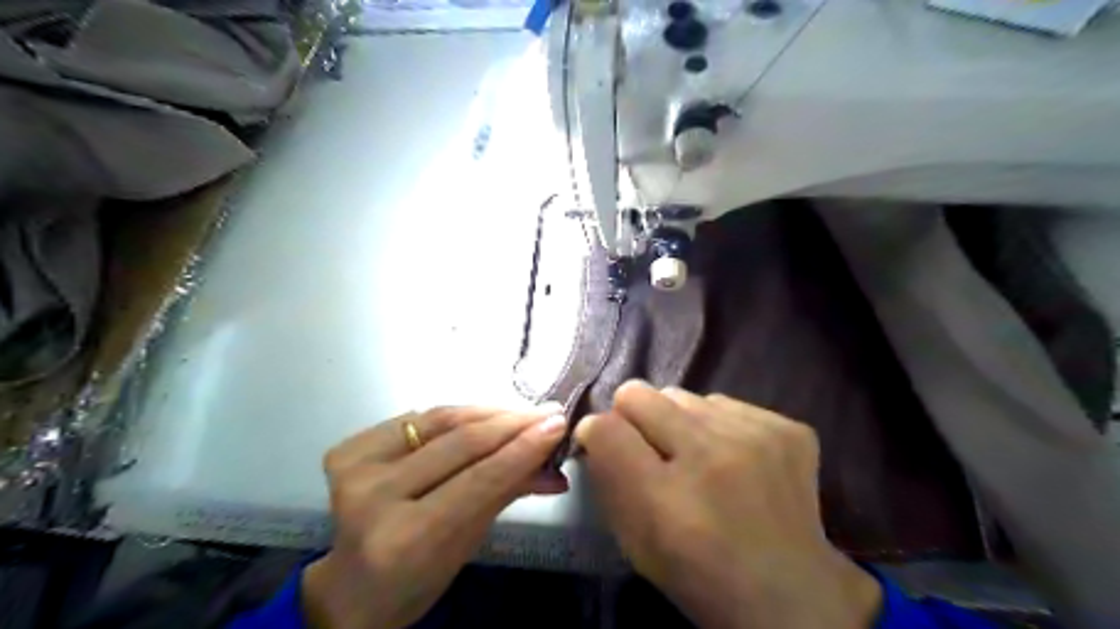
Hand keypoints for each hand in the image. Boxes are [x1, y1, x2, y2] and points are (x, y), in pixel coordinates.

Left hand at [306, 402, 569, 627]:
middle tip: (549, 412)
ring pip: (440, 420)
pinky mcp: (348, 448)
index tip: (558, 424)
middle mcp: (373, 496)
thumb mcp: (469, 543)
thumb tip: (555, 467)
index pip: (479, 479)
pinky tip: (485, 415)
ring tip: (524, 411)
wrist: (352, 584)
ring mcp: (354, 467)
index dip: (522, 448)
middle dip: (512, 423)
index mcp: (404, 538)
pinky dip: (457, 414)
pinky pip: (419, 417)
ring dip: (489, 412)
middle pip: (460, 443)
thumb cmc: (419, 578)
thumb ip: (508, 493)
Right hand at [578, 380, 882, 625]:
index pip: (605, 427)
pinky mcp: (787, 429)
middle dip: (634, 416)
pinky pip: (726, 404)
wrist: (790, 592)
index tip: (604, 441)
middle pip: (639, 393)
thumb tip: (596, 427)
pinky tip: (734, 457)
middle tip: (651, 445)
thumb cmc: (699, 572)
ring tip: (698, 456)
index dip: (597, 430)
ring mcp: (756, 436)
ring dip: (681, 421)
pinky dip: (719, 426)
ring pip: (685, 395)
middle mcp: (710, 455)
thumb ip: (608, 479)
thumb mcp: (635, 541)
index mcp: (666, 497)